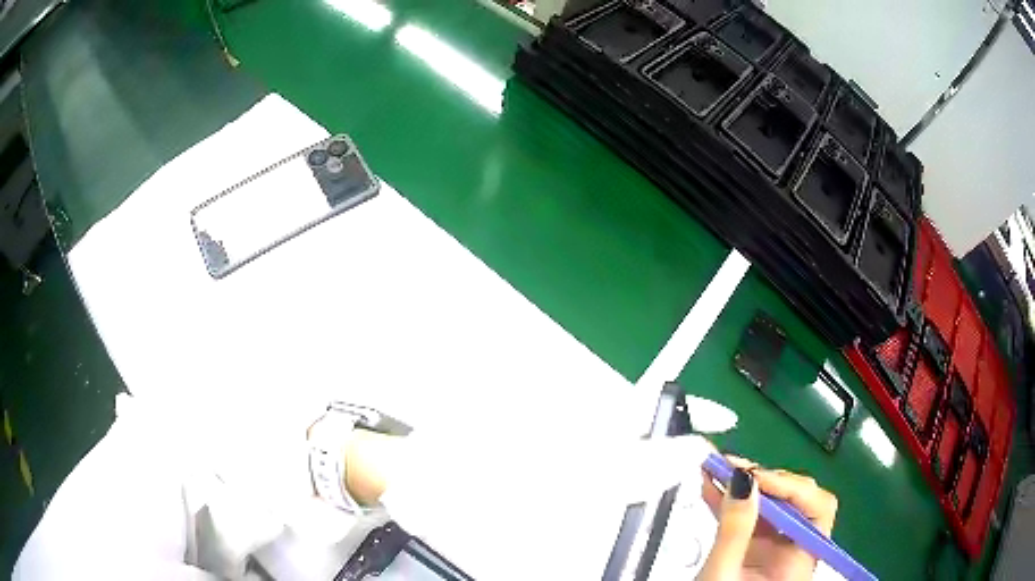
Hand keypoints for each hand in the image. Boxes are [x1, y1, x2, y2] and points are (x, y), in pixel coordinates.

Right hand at [697, 457, 837, 580]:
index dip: (791, 487)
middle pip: (796, 501)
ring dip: (746, 485)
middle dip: (766, 481)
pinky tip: (712, 486)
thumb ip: (734, 530)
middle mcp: (795, 551)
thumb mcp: (721, 575)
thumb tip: (743, 480)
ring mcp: (774, 549)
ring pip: (771, 505)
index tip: (755, 478)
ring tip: (717, 469)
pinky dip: (733, 499)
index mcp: (799, 562)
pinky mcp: (754, 548)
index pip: (817, 509)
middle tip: (734, 469)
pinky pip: (750, 516)